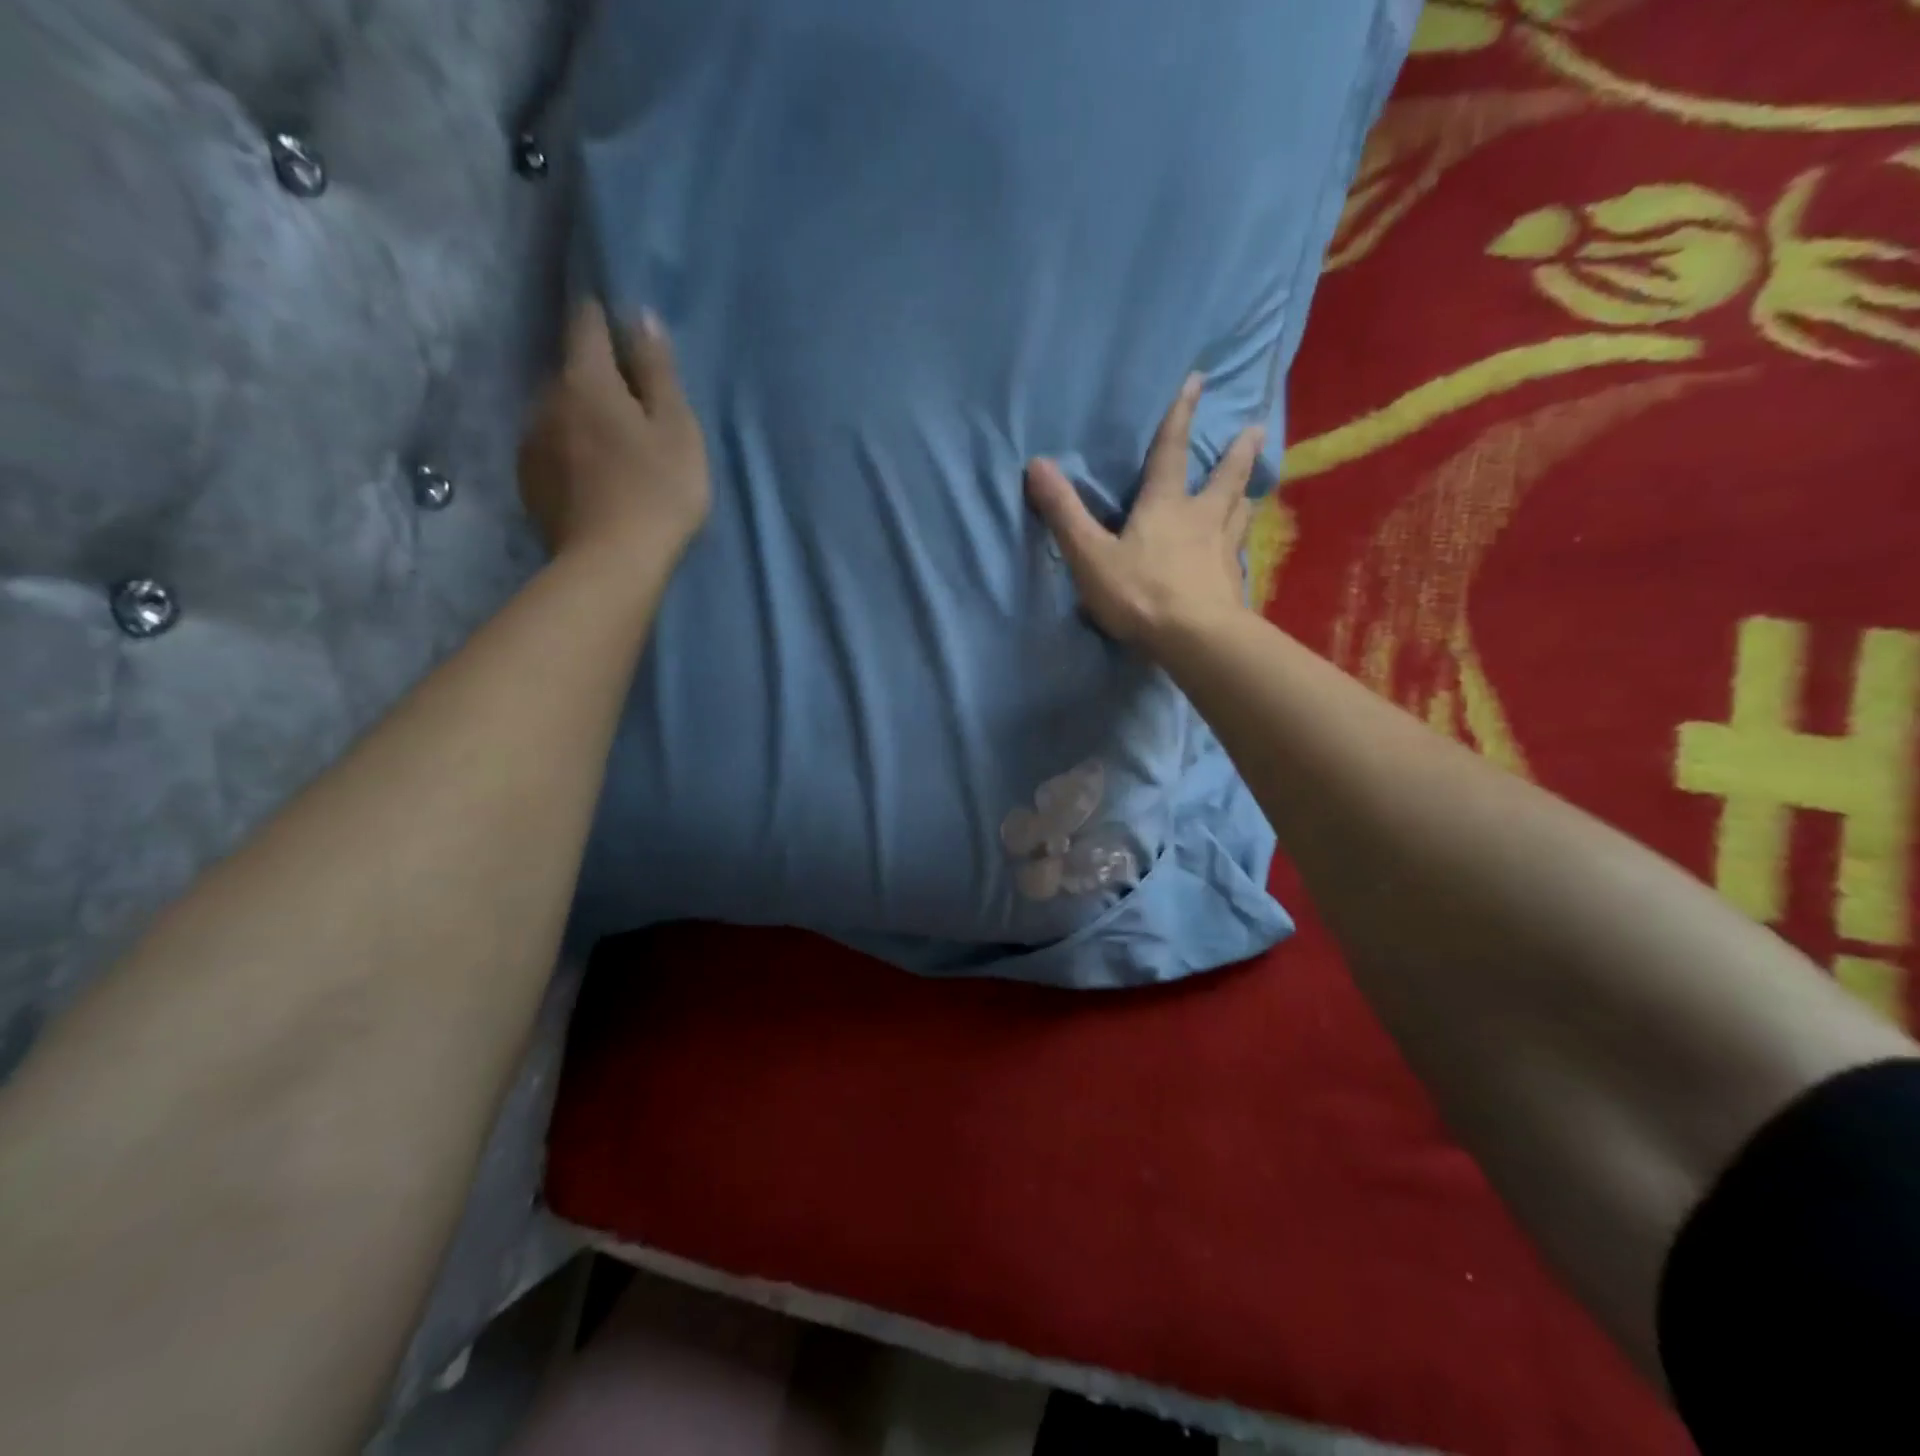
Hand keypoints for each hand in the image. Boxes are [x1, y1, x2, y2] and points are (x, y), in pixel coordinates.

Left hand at [518, 300, 710, 564]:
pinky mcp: (529, 481)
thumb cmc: (657, 492)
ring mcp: (531, 441)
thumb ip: (658, 372)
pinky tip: (594, 477)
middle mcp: (547, 398)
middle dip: (598, 378)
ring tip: (615, 447)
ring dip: (583, 418)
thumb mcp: (677, 430)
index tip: (623, 326)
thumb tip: (640, 315)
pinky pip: (552, 448)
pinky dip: (571, 452)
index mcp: (586, 379)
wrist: (611, 564)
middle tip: (634, 406)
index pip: (587, 324)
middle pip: (572, 371)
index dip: (605, 317)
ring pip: (559, 411)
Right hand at [1026, 374, 1264, 651]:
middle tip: (1254, 429)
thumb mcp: (1090, 555)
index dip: (1181, 415)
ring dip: (1245, 493)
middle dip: (1237, 452)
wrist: (1194, 639)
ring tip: (1253, 486)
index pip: (1171, 451)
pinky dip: (1240, 541)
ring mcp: (1223, 550)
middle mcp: (1201, 518)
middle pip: (1225, 478)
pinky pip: (1239, 551)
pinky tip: (1240, 550)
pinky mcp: (1233, 581)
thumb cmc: (1139, 593)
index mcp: (1165, 506)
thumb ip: (1065, 513)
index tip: (1197, 381)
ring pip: (1239, 512)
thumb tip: (1037, 464)